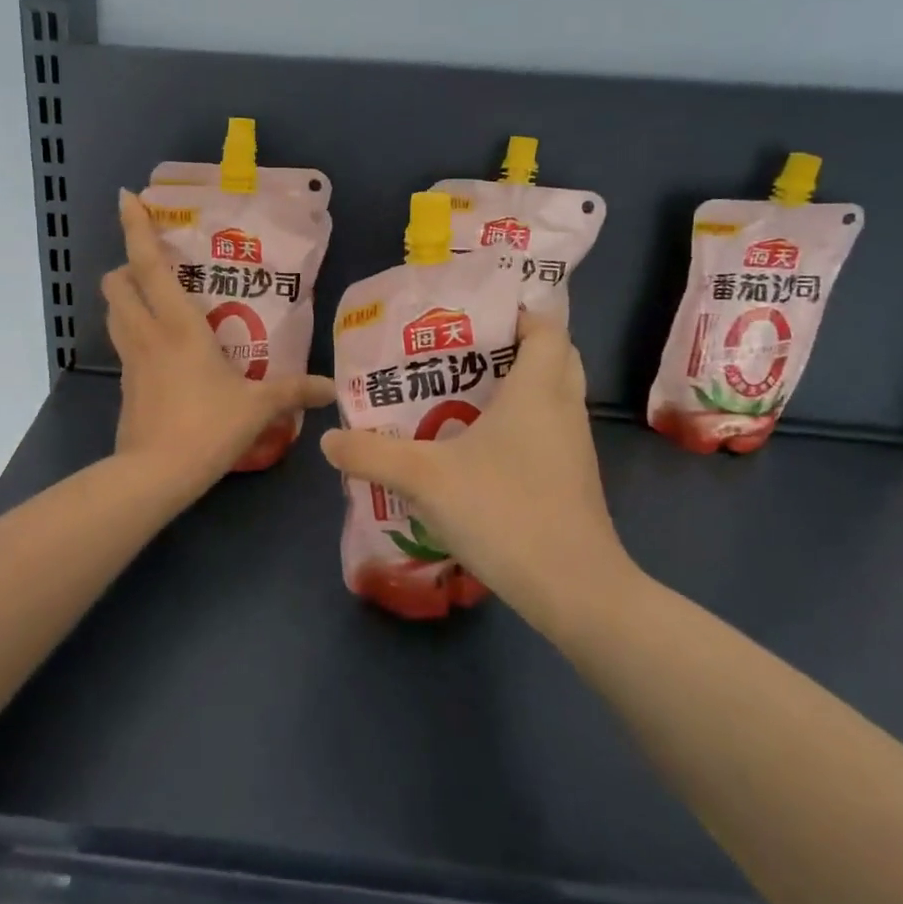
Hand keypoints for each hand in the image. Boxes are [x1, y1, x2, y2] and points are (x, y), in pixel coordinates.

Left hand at [103, 191, 335, 498]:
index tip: (127, 198)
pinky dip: (132, 333)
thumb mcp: (257, 408)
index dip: (136, 228)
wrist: (155, 474)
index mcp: (177, 325)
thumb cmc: (207, 427)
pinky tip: (158, 349)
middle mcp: (146, 333)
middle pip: (116, 283)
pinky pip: (123, 344)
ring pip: (112, 312)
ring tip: (152, 299)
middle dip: (126, 266)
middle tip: (153, 267)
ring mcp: (130, 360)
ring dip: (124, 297)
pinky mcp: (124, 385)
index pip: (149, 265)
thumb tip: (331, 389)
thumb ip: (293, 392)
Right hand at [320, 309, 639, 630]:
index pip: (546, 327)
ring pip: (552, 395)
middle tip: (462, 352)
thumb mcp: (425, 479)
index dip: (517, 312)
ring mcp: (573, 447)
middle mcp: (563, 408)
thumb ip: (372, 454)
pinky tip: (476, 447)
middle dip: (514, 345)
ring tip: (459, 392)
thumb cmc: (505, 512)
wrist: (574, 591)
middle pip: (554, 355)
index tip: (474, 317)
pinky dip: (520, 423)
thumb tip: (328, 440)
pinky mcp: (572, 479)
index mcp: (537, 390)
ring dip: (516, 386)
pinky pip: (548, 429)